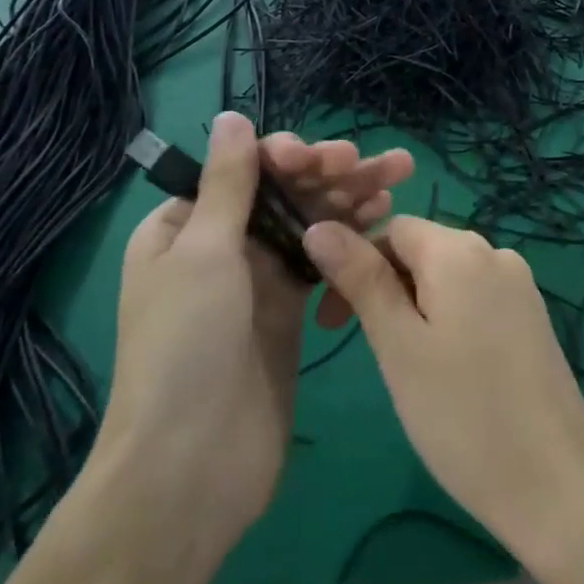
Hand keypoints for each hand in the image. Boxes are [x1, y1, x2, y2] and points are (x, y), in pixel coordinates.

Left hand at [91, 115, 412, 562]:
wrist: (194, 466)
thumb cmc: (187, 346)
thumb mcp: (202, 252)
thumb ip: (228, 183)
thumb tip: (231, 117)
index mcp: (183, 227)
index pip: (243, 170)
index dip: (286, 156)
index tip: (322, 159)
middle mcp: (221, 246)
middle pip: (283, 192)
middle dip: (331, 173)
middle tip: (382, 164)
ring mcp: (259, 280)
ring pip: (310, 223)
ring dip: (351, 199)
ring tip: (399, 177)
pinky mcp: (290, 311)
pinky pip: (324, 260)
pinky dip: (351, 239)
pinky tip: (385, 222)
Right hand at [302, 216, 583, 565]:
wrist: (555, 483)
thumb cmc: (461, 414)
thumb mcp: (399, 345)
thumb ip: (361, 280)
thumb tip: (320, 226)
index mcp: (460, 250)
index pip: (392, 229)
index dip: (355, 263)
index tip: (333, 324)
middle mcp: (496, 253)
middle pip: (421, 250)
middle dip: (383, 287)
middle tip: (367, 350)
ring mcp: (521, 286)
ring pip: (447, 277)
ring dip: (413, 306)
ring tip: (406, 366)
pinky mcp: (533, 317)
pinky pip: (476, 299)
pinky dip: (447, 319)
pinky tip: (446, 369)